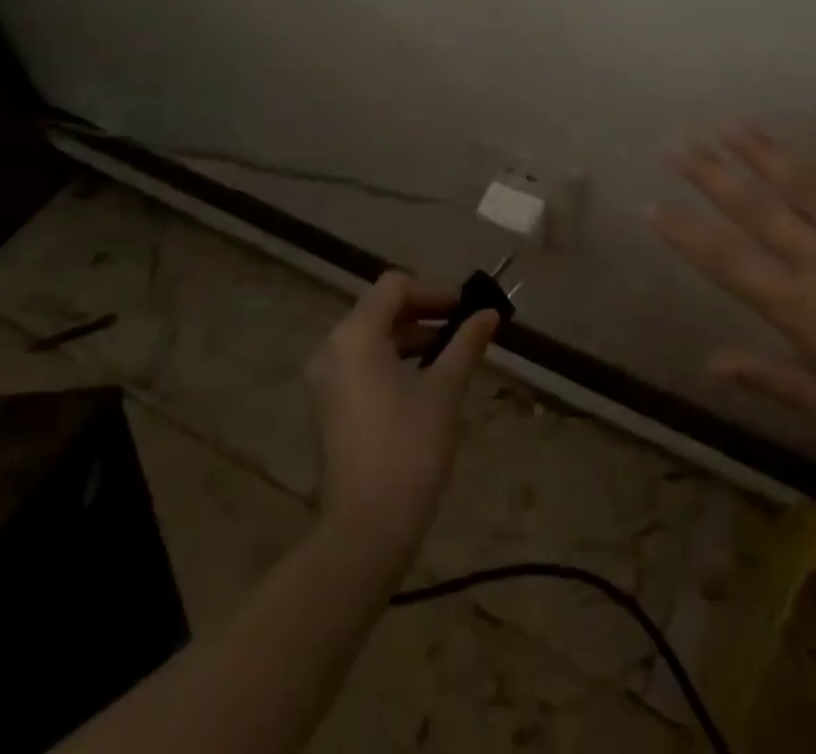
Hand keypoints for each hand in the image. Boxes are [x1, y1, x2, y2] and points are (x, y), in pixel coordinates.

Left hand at [305, 271, 497, 563]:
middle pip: (380, 309)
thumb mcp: (445, 389)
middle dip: (423, 313)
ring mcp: (326, 380)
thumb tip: (489, 313)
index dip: (434, 291)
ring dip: (411, 337)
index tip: (466, 309)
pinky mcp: (329, 407)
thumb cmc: (410, 448)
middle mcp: (333, 349)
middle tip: (463, 327)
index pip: (395, 287)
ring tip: (451, 354)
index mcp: (356, 335)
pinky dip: (393, 361)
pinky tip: (425, 382)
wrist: (367, 528)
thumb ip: (466, 343)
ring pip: (371, 338)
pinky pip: (362, 365)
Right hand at [649, 125, 815, 488]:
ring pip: (812, 183)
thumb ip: (772, 381)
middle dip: (713, 172)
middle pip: (760, 208)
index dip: (684, 233)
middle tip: (680, 139)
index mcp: (804, 309)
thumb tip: (710, 363)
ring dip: (770, 150)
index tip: (649, 205)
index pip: (728, 262)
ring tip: (737, 120)